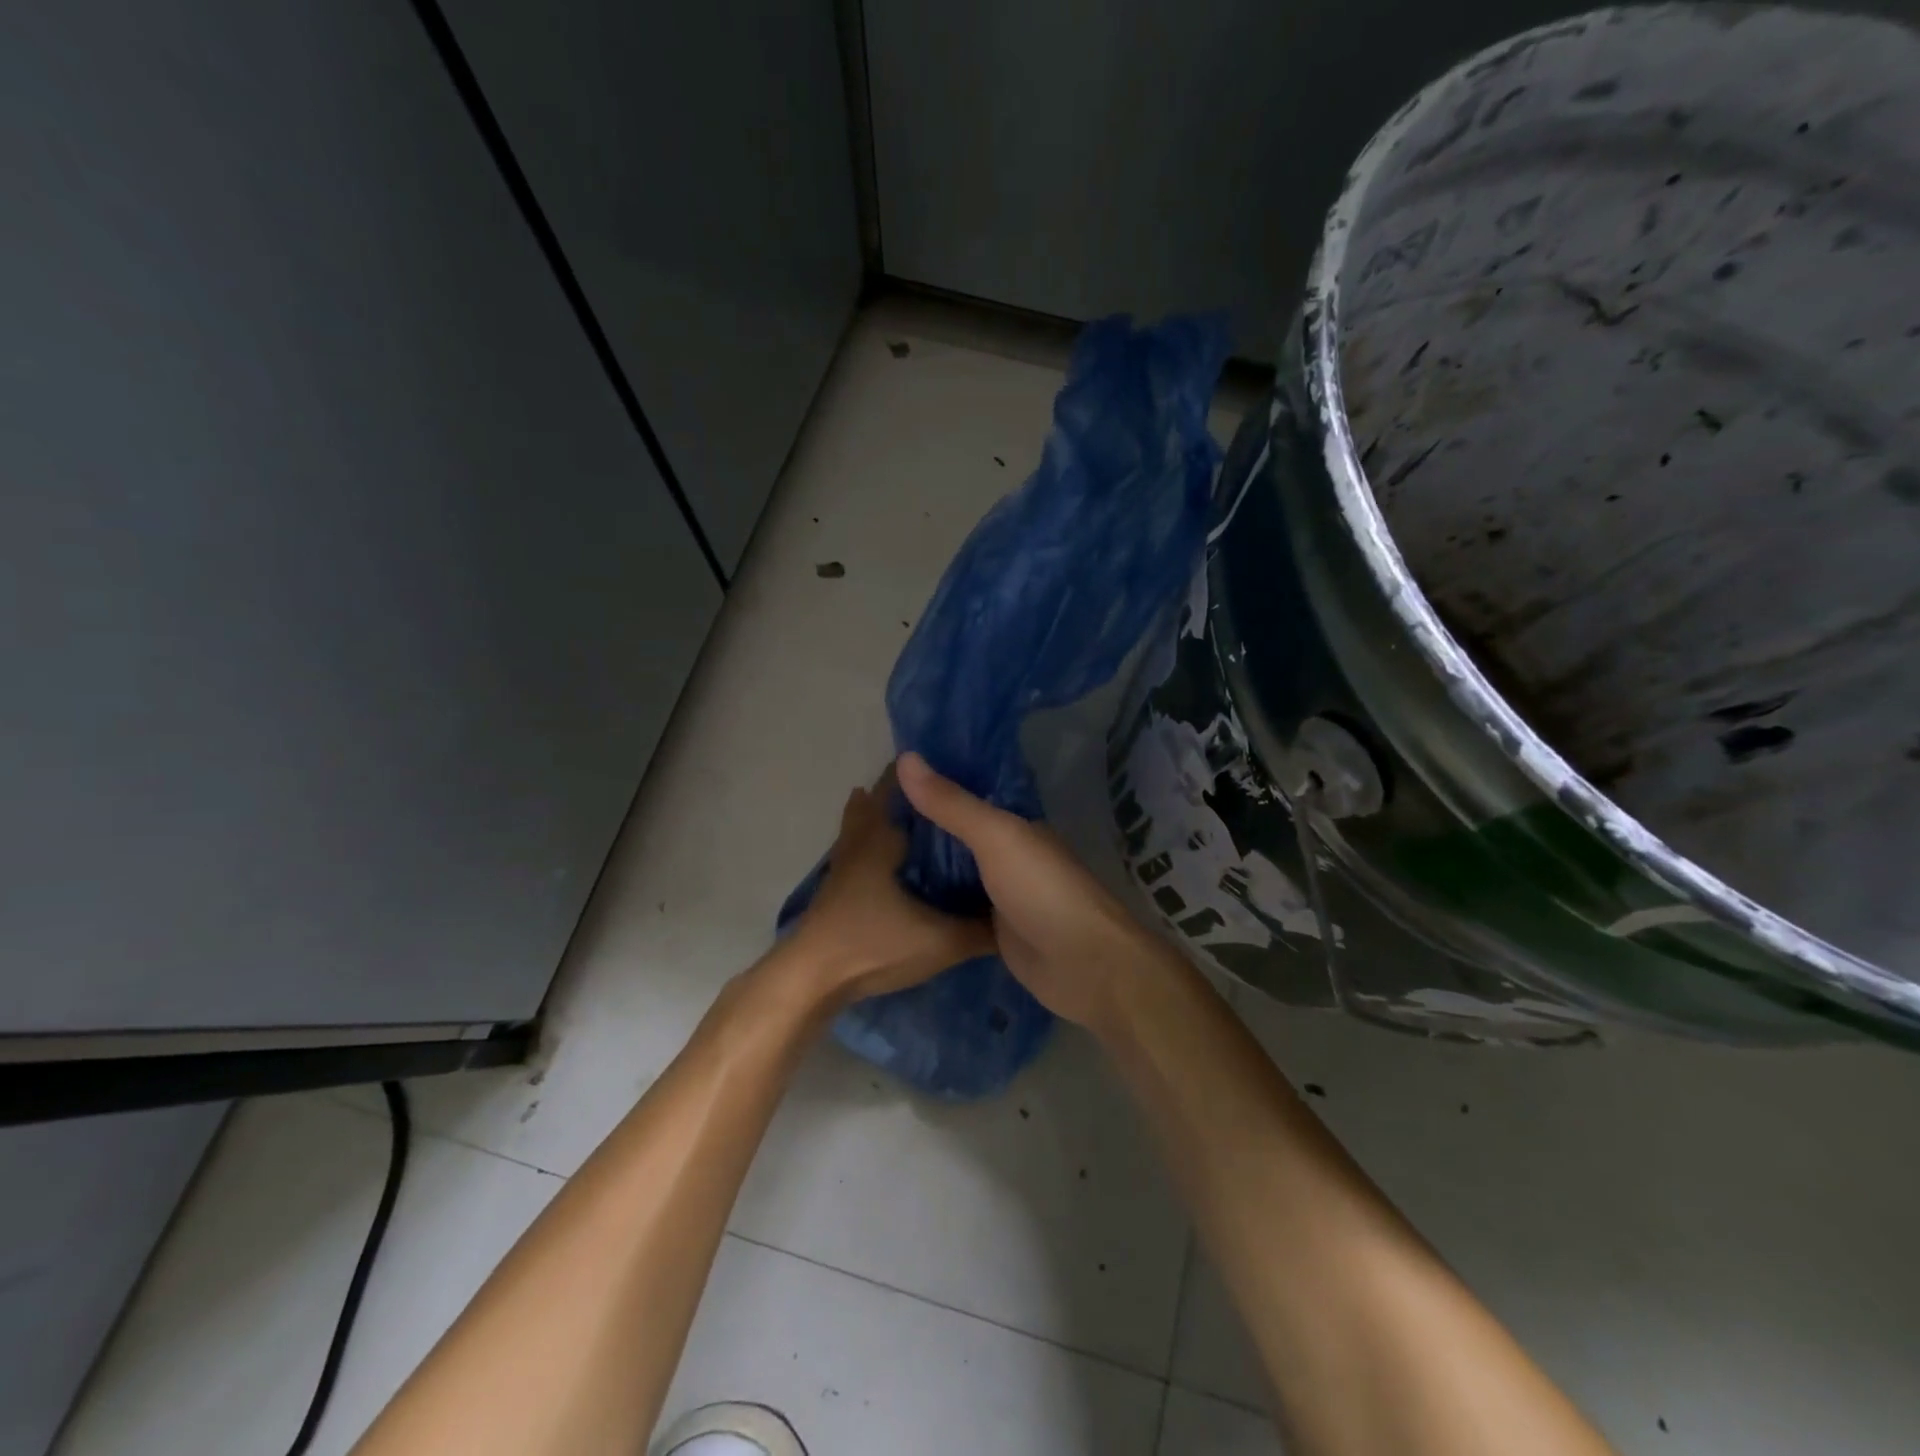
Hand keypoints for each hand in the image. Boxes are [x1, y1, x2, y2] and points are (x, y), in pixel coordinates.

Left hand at [787, 770, 995, 1005]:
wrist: (813, 979)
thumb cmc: (874, 944)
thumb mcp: (940, 941)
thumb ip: (981, 930)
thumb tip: (1018, 918)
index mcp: (883, 838)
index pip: (902, 789)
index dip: (924, 775)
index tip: (952, 765)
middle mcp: (860, 842)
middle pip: (876, 802)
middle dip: (904, 792)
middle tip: (940, 789)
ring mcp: (843, 865)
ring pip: (862, 826)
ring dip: (883, 816)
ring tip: (916, 816)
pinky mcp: (837, 888)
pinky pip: (858, 850)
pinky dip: (873, 843)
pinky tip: (891, 861)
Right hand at [896, 751, 1173, 1031]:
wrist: (1082, 965)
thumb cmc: (1042, 890)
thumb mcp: (995, 836)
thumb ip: (952, 803)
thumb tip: (905, 757)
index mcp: (1014, 826)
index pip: (967, 798)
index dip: (931, 788)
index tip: (884, 781)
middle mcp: (1008, 856)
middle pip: (957, 837)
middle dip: (920, 829)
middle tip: (867, 819)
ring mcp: (1000, 896)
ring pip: (954, 874)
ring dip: (923, 867)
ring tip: (869, 854)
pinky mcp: (992, 932)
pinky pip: (955, 910)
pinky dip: (931, 904)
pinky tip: (893, 899)